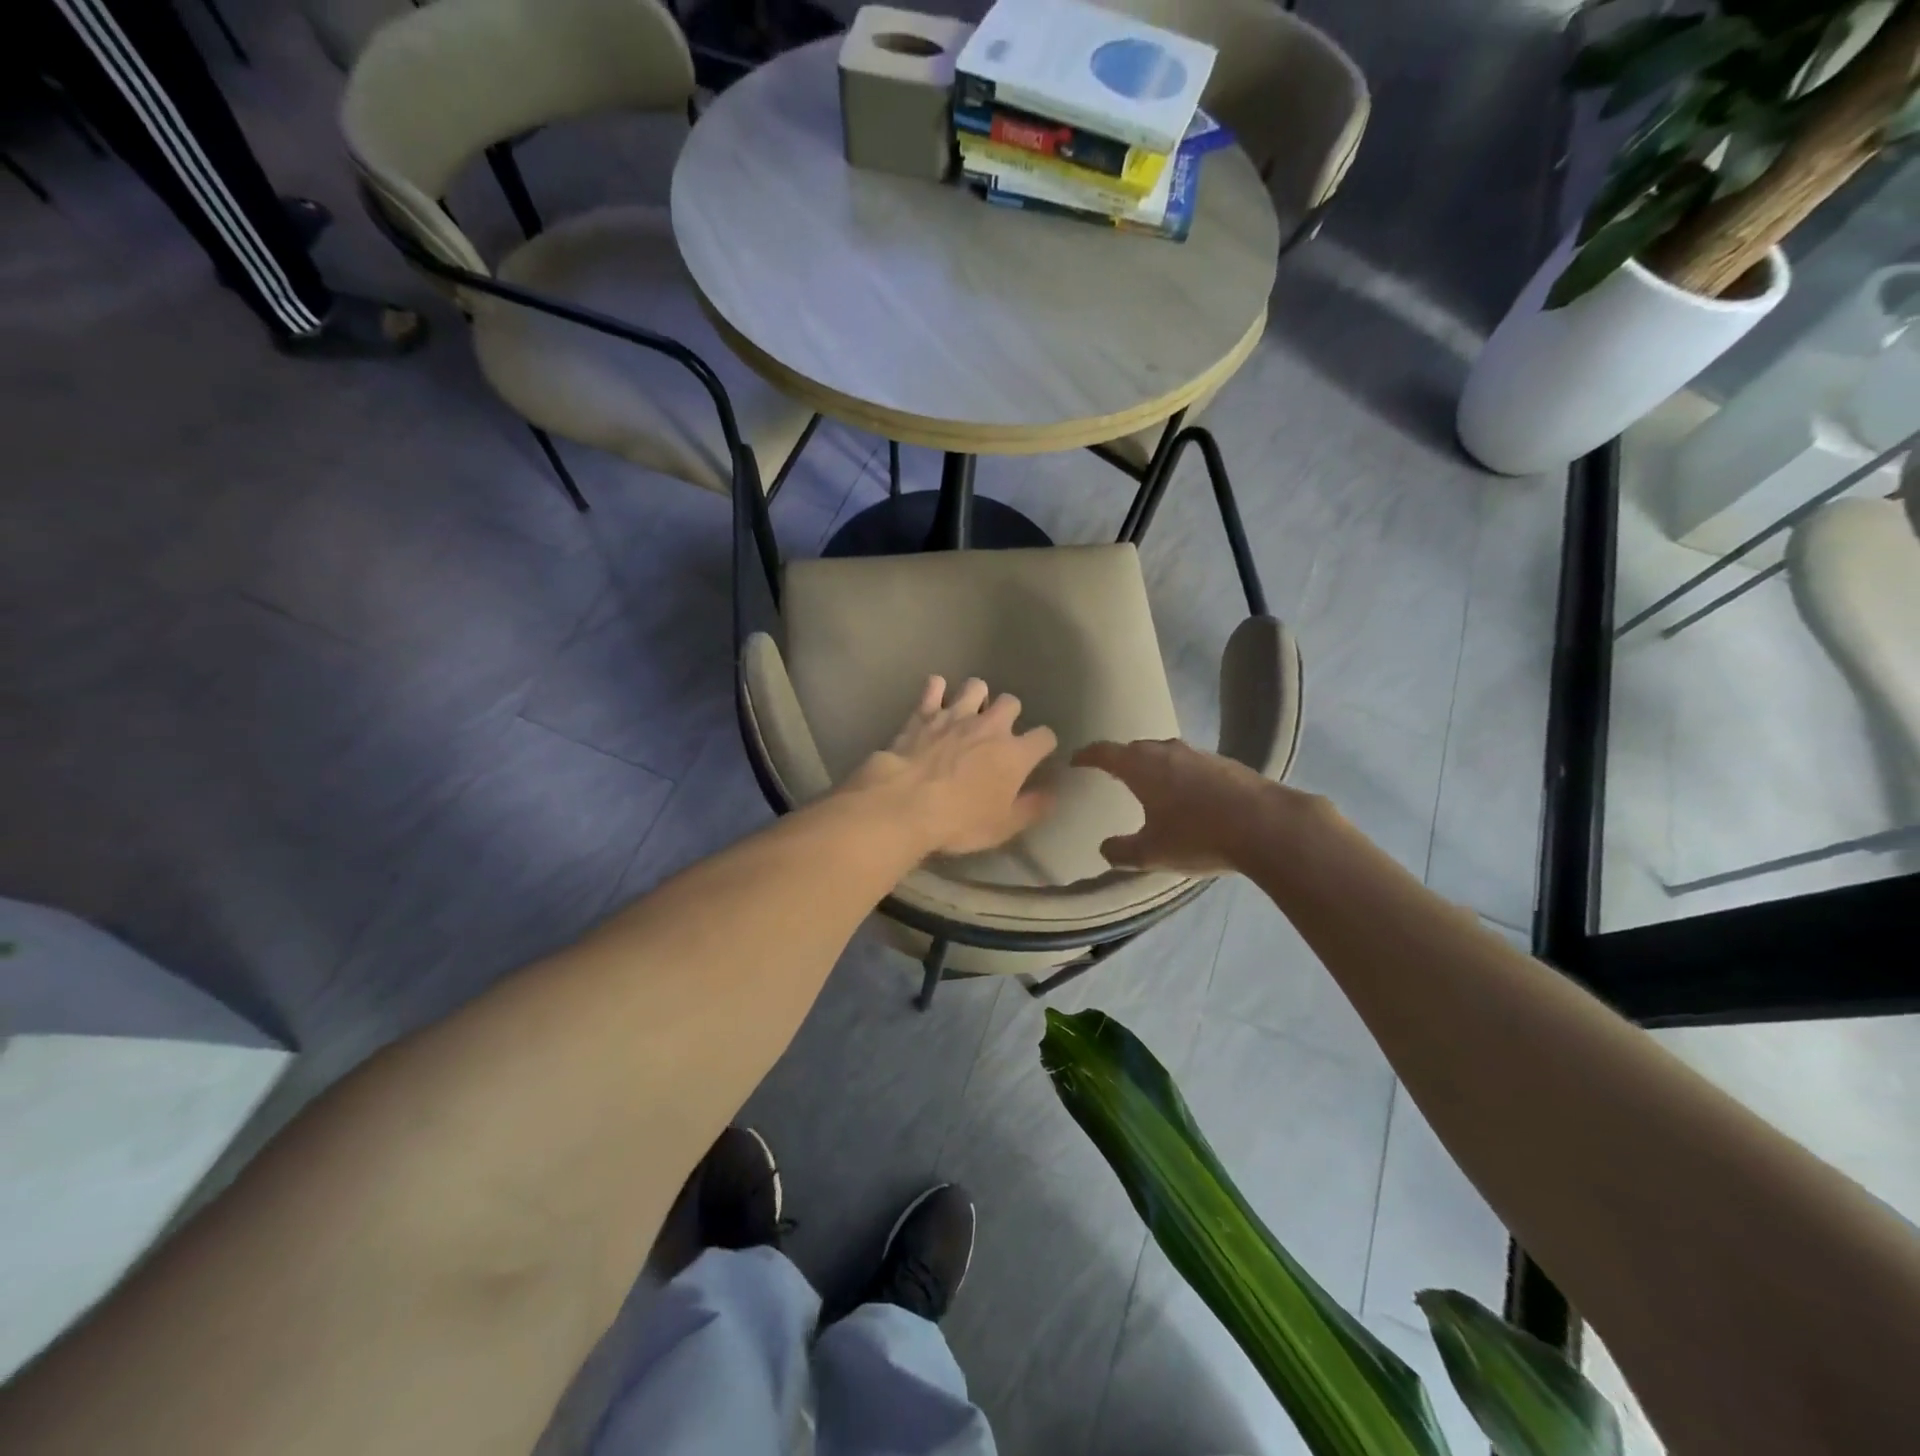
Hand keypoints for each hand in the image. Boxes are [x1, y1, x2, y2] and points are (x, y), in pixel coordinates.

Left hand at [844, 676, 1058, 856]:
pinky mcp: (924, 714)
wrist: (905, 804)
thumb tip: (1053, 794)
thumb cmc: (959, 821)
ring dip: (977, 696)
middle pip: (1011, 702)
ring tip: (971, 712)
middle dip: (1009, 714)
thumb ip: (1033, 808)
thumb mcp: (1003, 826)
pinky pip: (934, 687)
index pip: (1045, 736)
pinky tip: (936, 697)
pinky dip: (936, 690)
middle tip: (999, 733)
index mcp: (1015, 754)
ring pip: (976, 686)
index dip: (1043, 745)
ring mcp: (955, 715)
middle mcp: (990, 726)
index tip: (1037, 755)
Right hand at [1072, 738, 1281, 874]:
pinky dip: (1179, 775)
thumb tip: (1105, 848)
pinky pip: (1190, 764)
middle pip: (1135, 749)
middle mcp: (1167, 751)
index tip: (1076, 760)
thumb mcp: (1152, 853)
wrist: (1268, 826)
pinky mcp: (1225, 763)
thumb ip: (1121, 852)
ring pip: (1165, 754)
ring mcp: (1199, 754)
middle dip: (1121, 760)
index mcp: (1142, 767)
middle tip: (1111, 775)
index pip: (1105, 752)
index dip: (1087, 755)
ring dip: (1153, 766)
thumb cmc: (1199, 836)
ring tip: (1149, 785)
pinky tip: (1188, 796)